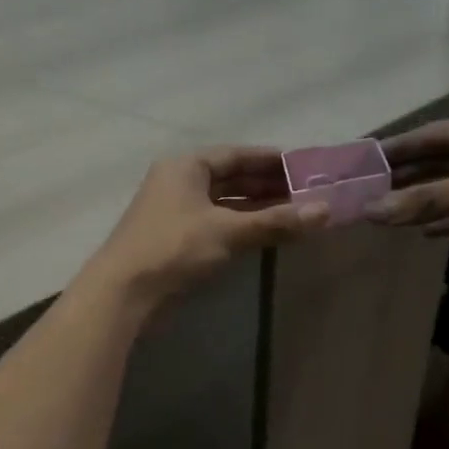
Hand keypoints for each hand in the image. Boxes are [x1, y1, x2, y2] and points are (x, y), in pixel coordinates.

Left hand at [82, 148, 329, 308]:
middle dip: (268, 186)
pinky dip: (240, 228)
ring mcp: (175, 213)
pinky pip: (216, 225)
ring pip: (224, 205)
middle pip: (231, 179)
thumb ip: (275, 221)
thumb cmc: (173, 249)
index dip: (272, 160)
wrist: (123, 293)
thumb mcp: (228, 232)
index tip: (305, 167)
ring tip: (295, 214)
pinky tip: (265, 235)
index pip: (236, 155)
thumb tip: (325, 211)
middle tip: (308, 194)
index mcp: (186, 166)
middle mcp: (179, 183)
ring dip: (257, 209)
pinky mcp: (175, 241)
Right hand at [365, 112, 448, 267]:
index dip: (400, 145)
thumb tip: (374, 210)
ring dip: (423, 201)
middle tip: (366, 189)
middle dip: (407, 175)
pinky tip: (422, 231)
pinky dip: (447, 221)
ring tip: (384, 212)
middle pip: (442, 163)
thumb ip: (435, 198)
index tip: (364, 157)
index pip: (438, 135)